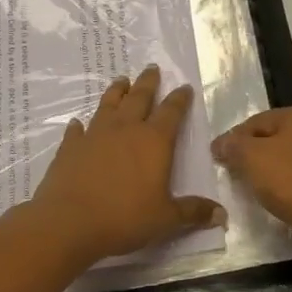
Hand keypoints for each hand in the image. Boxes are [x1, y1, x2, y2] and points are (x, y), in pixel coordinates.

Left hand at [30, 66, 224, 260]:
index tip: (184, 87)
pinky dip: (79, 126)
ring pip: (108, 105)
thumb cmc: (125, 218)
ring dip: (116, 91)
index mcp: (154, 141)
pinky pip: (76, 131)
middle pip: (139, 97)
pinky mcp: (70, 148)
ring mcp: (95, 135)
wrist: (70, 223)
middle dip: (148, 82)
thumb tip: (222, 215)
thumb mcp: (166, 218)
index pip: (171, 112)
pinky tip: (77, 123)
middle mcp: (126, 129)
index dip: (180, 98)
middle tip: (152, 67)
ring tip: (121, 80)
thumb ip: (193, 212)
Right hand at [211, 105, 291, 262]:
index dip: (235, 139)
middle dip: (255, 156)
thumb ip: (233, 145)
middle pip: (277, 139)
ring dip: (273, 173)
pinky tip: (281, 203)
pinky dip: (291, 188)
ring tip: (256, 192)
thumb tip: (221, 143)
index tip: (219, 159)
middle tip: (235, 175)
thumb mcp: (252, 157)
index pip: (258, 121)